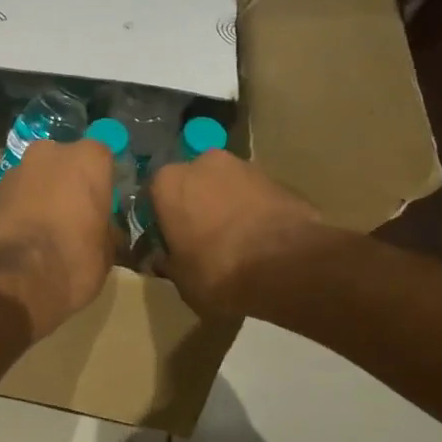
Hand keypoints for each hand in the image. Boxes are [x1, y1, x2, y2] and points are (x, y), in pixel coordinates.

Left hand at [0, 138, 116, 339]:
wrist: (11, 281)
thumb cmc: (72, 261)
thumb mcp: (106, 251)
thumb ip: (105, 227)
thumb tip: (101, 228)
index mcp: (87, 159)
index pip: (102, 158)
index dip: (101, 181)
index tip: (102, 204)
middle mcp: (50, 153)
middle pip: (65, 161)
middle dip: (69, 182)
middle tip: (74, 214)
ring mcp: (16, 169)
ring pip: (37, 177)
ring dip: (42, 194)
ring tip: (47, 228)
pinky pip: (16, 195)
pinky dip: (22, 208)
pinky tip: (26, 234)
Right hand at [150, 149, 324, 317]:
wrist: (289, 268)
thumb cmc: (218, 271)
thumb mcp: (180, 278)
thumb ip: (168, 261)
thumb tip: (162, 259)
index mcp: (168, 182)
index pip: (152, 195)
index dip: (158, 220)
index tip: (165, 241)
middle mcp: (203, 163)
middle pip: (192, 184)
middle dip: (195, 206)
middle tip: (200, 238)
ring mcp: (246, 167)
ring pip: (226, 186)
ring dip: (225, 206)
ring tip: (234, 241)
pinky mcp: (280, 180)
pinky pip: (255, 196)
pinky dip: (253, 212)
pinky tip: (259, 241)